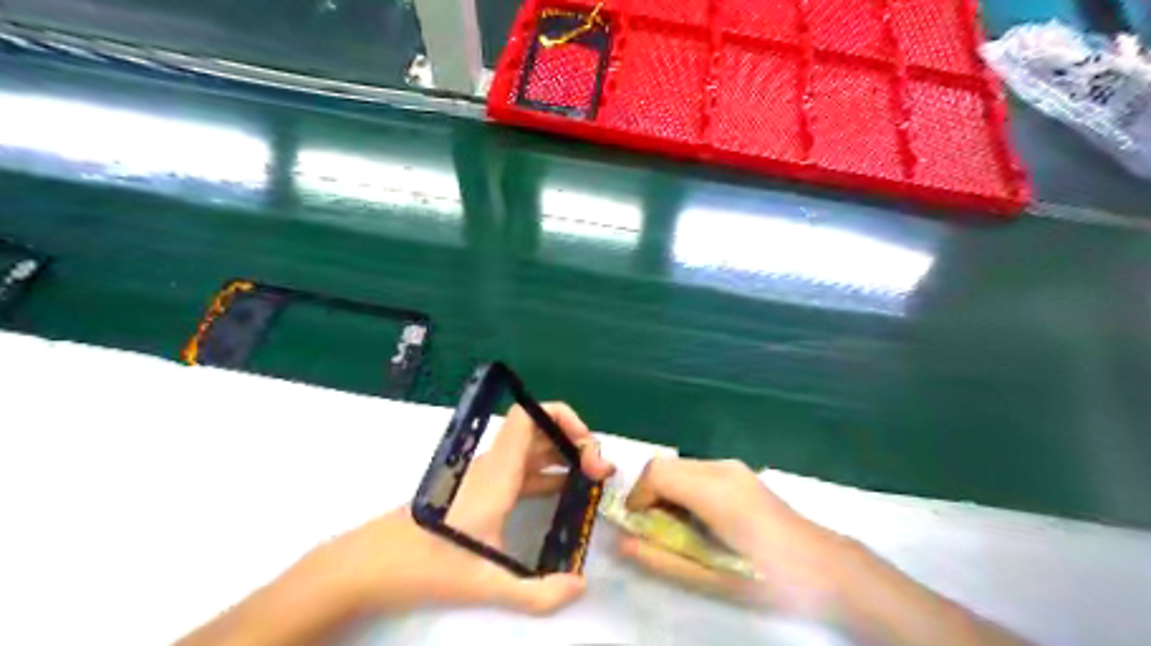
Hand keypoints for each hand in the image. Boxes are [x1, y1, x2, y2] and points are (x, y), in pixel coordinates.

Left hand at [301, 404, 614, 614]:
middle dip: (574, 441)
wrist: (373, 564)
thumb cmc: (426, 564)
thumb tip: (580, 586)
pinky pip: (523, 471)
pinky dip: (548, 475)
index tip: (587, 447)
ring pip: (532, 451)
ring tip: (590, 482)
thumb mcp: (485, 583)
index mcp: (497, 472)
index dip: (562, 418)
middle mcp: (494, 465)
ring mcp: (487, 477)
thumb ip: (536, 592)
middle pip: (538, 430)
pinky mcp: (481, 491)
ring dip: (563, 457)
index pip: (529, 417)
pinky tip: (563, 496)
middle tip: (599, 472)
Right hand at [621, 460, 851, 608]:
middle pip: (665, 465)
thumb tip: (624, 543)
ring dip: (666, 491)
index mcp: (715, 491)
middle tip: (653, 530)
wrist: (825, 566)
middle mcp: (721, 468)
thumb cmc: (770, 577)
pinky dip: (683, 489)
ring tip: (676, 528)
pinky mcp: (739, 472)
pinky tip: (699, 519)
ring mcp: (733, 466)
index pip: (656, 473)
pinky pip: (696, 471)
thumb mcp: (713, 578)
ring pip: (679, 466)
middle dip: (649, 494)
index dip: (637, 496)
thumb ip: (663, 559)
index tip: (636, 526)